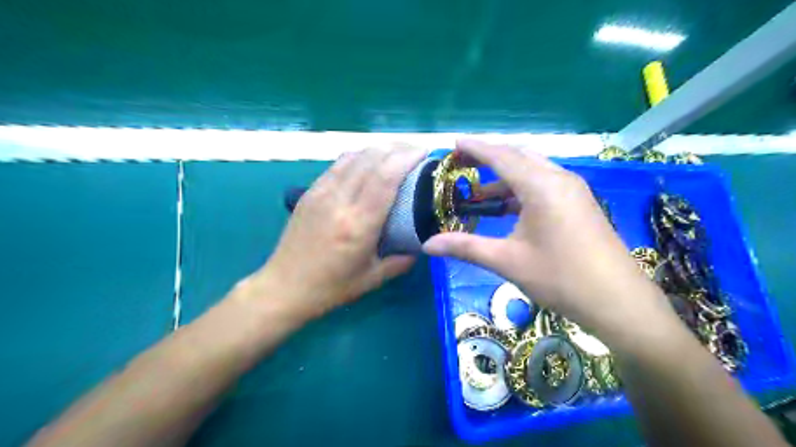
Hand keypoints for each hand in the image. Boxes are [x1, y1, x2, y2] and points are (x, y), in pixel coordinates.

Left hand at [250, 144, 428, 317]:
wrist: (284, 287)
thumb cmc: (331, 287)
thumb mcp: (372, 279)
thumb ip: (401, 261)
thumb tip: (421, 244)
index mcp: (358, 224)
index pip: (385, 177)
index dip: (407, 158)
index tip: (425, 153)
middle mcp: (339, 201)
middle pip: (372, 159)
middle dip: (398, 148)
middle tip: (416, 151)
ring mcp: (321, 193)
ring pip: (354, 156)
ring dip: (379, 148)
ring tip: (397, 152)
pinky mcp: (310, 192)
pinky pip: (338, 164)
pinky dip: (359, 155)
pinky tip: (369, 159)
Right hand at [422, 142, 677, 339]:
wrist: (618, 301)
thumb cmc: (560, 277)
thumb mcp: (507, 261)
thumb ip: (465, 247)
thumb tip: (427, 245)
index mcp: (541, 186)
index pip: (501, 156)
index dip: (476, 148)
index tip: (454, 144)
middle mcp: (559, 179)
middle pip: (518, 157)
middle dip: (489, 157)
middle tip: (462, 163)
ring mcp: (573, 190)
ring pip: (532, 170)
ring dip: (505, 175)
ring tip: (478, 190)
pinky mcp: (579, 203)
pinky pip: (544, 183)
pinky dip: (520, 188)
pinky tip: (507, 206)